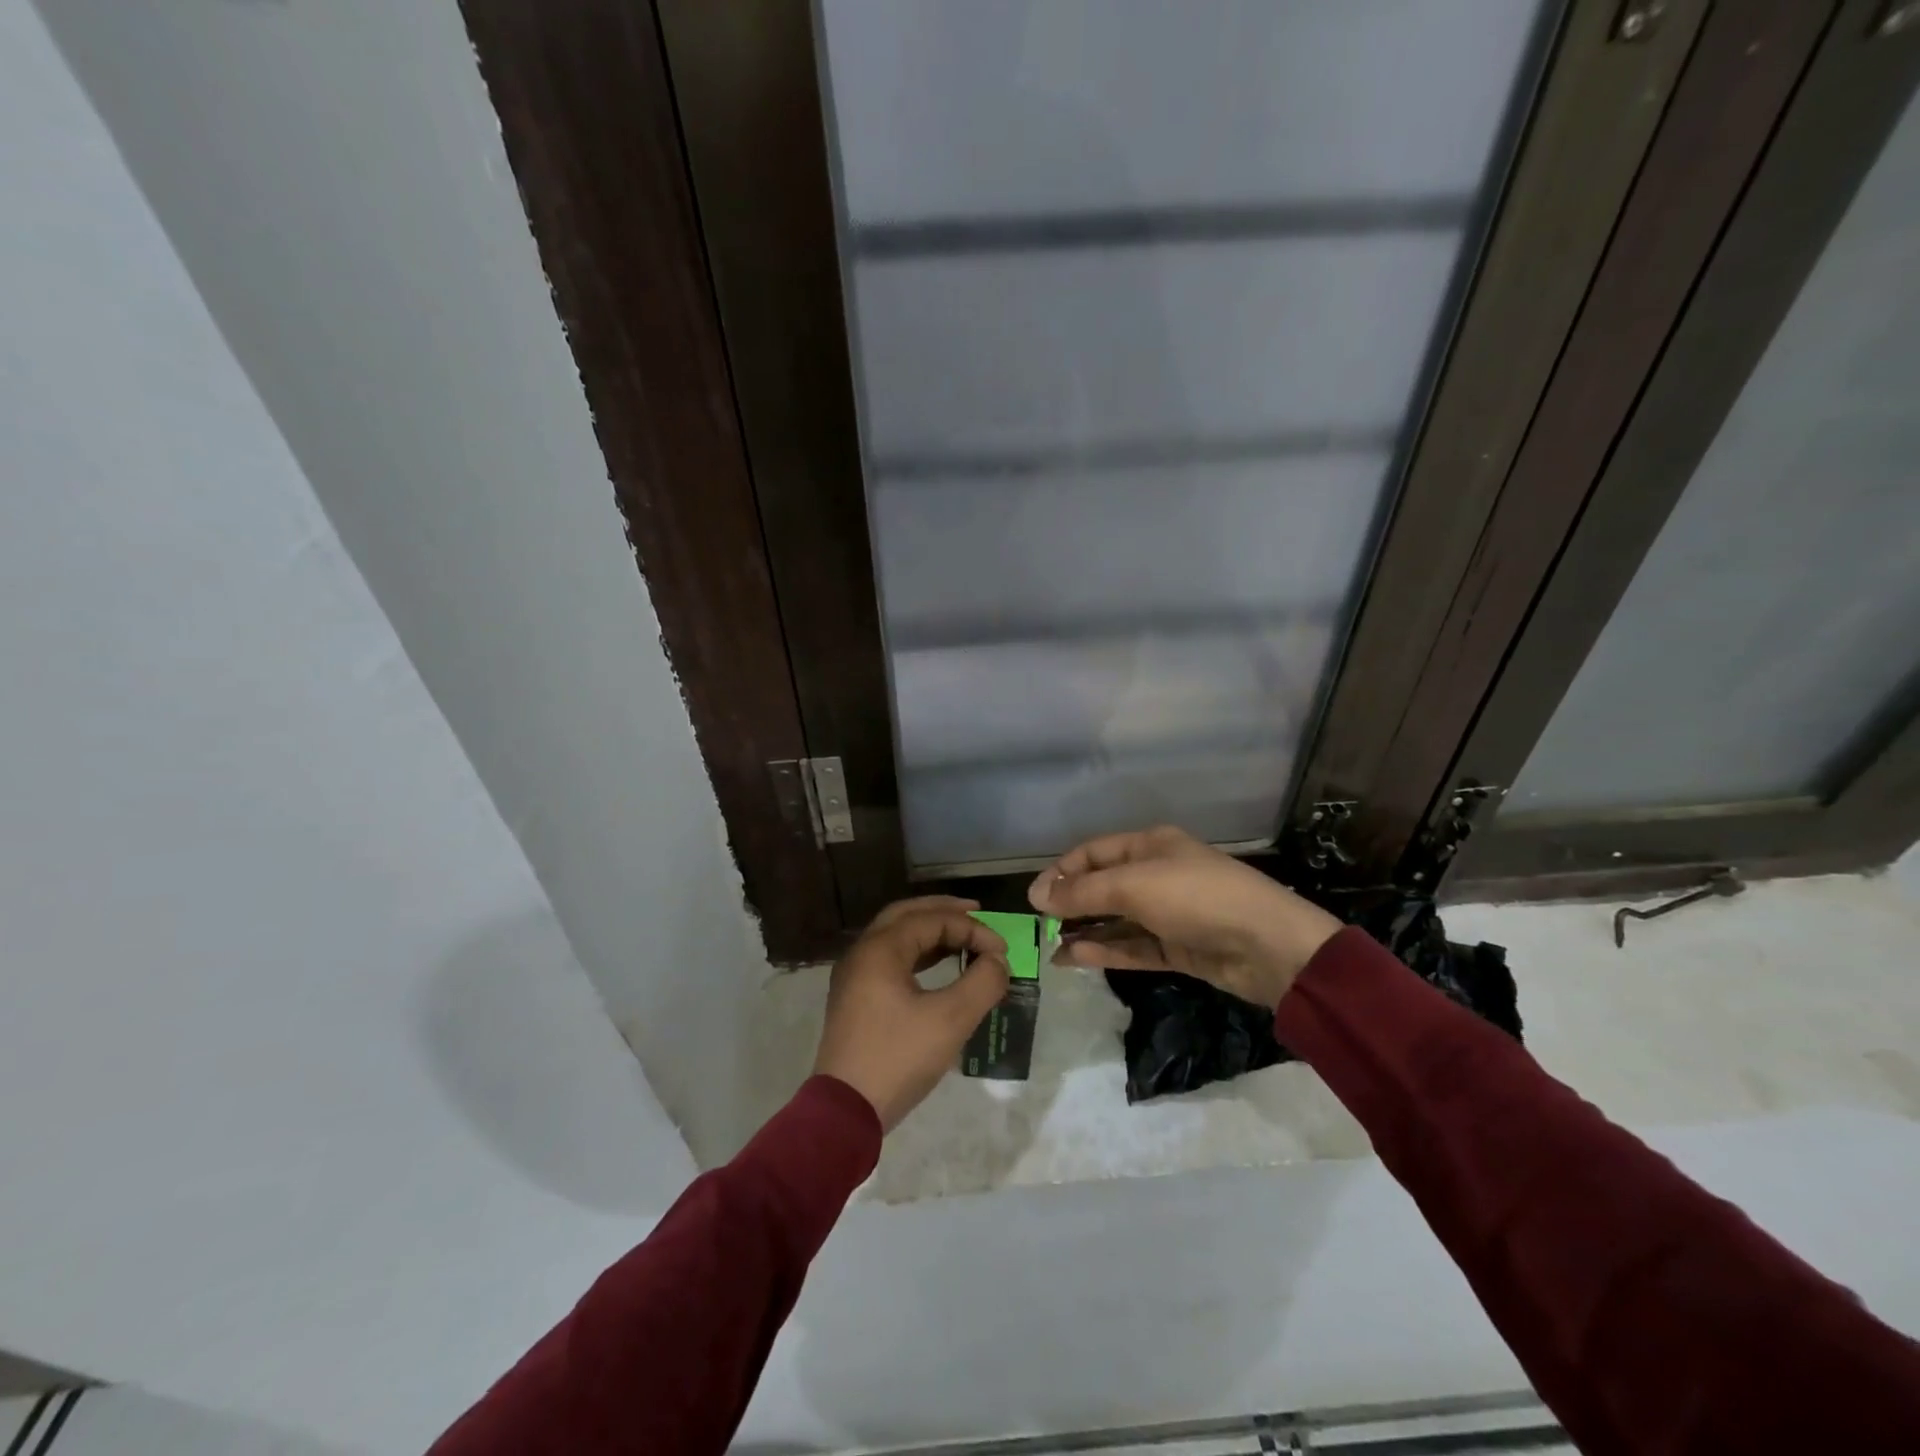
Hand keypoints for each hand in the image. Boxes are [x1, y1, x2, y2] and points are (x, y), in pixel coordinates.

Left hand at [813, 896, 1010, 1131]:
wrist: (844, 1112)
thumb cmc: (898, 1058)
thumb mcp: (951, 1020)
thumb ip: (982, 982)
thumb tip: (997, 961)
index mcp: (880, 949)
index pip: (932, 919)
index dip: (972, 929)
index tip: (1002, 950)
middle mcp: (862, 952)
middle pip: (907, 915)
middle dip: (944, 911)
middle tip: (977, 912)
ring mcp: (854, 976)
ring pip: (896, 936)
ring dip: (930, 931)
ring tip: (963, 937)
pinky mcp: (855, 998)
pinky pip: (889, 959)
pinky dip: (917, 953)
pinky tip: (939, 965)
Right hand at [1027, 826, 1341, 1009]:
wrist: (1268, 945)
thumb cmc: (1196, 897)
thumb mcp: (1134, 886)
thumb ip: (1083, 892)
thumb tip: (1037, 897)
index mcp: (1149, 845)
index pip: (1093, 853)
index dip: (1061, 872)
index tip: (1033, 898)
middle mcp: (1157, 874)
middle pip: (1104, 886)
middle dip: (1071, 904)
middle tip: (1039, 926)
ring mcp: (1169, 913)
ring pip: (1117, 920)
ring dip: (1086, 932)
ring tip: (1051, 949)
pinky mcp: (1179, 947)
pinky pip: (1134, 946)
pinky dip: (1107, 951)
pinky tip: (1077, 958)